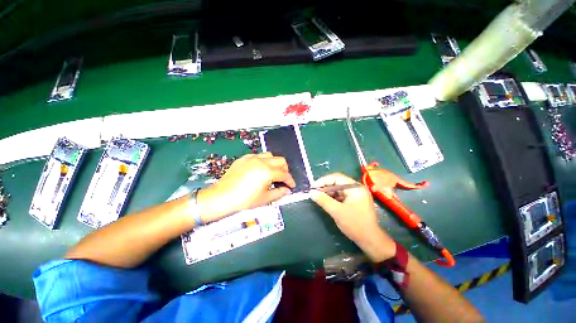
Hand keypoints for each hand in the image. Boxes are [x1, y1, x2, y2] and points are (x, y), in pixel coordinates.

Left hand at [197, 152, 294, 221]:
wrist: (222, 197)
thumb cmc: (244, 200)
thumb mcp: (264, 199)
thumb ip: (279, 193)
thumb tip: (287, 190)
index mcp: (268, 171)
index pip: (284, 174)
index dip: (290, 180)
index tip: (291, 185)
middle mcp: (261, 161)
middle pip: (280, 160)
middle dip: (285, 170)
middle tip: (283, 179)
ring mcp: (252, 158)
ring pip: (269, 155)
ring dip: (274, 163)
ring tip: (272, 173)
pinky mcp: (243, 159)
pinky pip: (258, 156)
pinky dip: (263, 161)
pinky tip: (259, 169)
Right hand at [310, 173, 395, 261]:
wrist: (370, 241)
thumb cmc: (355, 224)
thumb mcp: (337, 212)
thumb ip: (323, 200)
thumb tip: (311, 192)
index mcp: (355, 187)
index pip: (337, 177)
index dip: (323, 181)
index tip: (313, 187)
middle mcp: (356, 188)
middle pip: (337, 182)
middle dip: (325, 187)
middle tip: (314, 192)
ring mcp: (356, 194)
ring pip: (338, 189)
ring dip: (328, 193)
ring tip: (318, 197)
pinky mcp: (354, 201)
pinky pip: (341, 195)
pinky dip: (332, 198)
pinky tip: (326, 201)